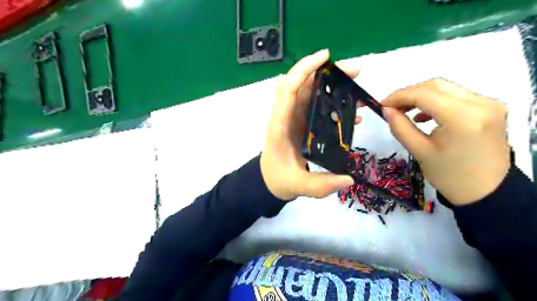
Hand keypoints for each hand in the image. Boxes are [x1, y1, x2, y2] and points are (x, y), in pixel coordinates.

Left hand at [260, 50, 359, 200]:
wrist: (269, 180)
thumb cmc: (278, 179)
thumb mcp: (298, 186)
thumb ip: (321, 185)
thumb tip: (349, 180)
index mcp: (280, 126)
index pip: (287, 91)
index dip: (303, 70)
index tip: (325, 57)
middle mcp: (286, 117)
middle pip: (302, 85)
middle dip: (326, 73)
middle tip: (355, 72)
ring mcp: (294, 118)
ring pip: (311, 93)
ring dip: (332, 85)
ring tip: (357, 87)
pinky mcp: (302, 123)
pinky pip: (316, 106)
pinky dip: (333, 103)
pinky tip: (351, 112)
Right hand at [380, 78, 508, 205]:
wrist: (486, 191)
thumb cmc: (450, 176)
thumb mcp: (419, 151)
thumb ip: (400, 127)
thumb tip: (386, 109)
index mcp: (463, 118)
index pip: (424, 94)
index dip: (399, 96)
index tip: (382, 104)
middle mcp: (481, 104)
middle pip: (436, 85)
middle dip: (409, 93)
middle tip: (391, 107)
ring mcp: (489, 104)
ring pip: (446, 88)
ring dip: (422, 95)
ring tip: (404, 110)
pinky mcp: (490, 107)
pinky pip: (457, 96)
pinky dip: (436, 100)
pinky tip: (424, 115)